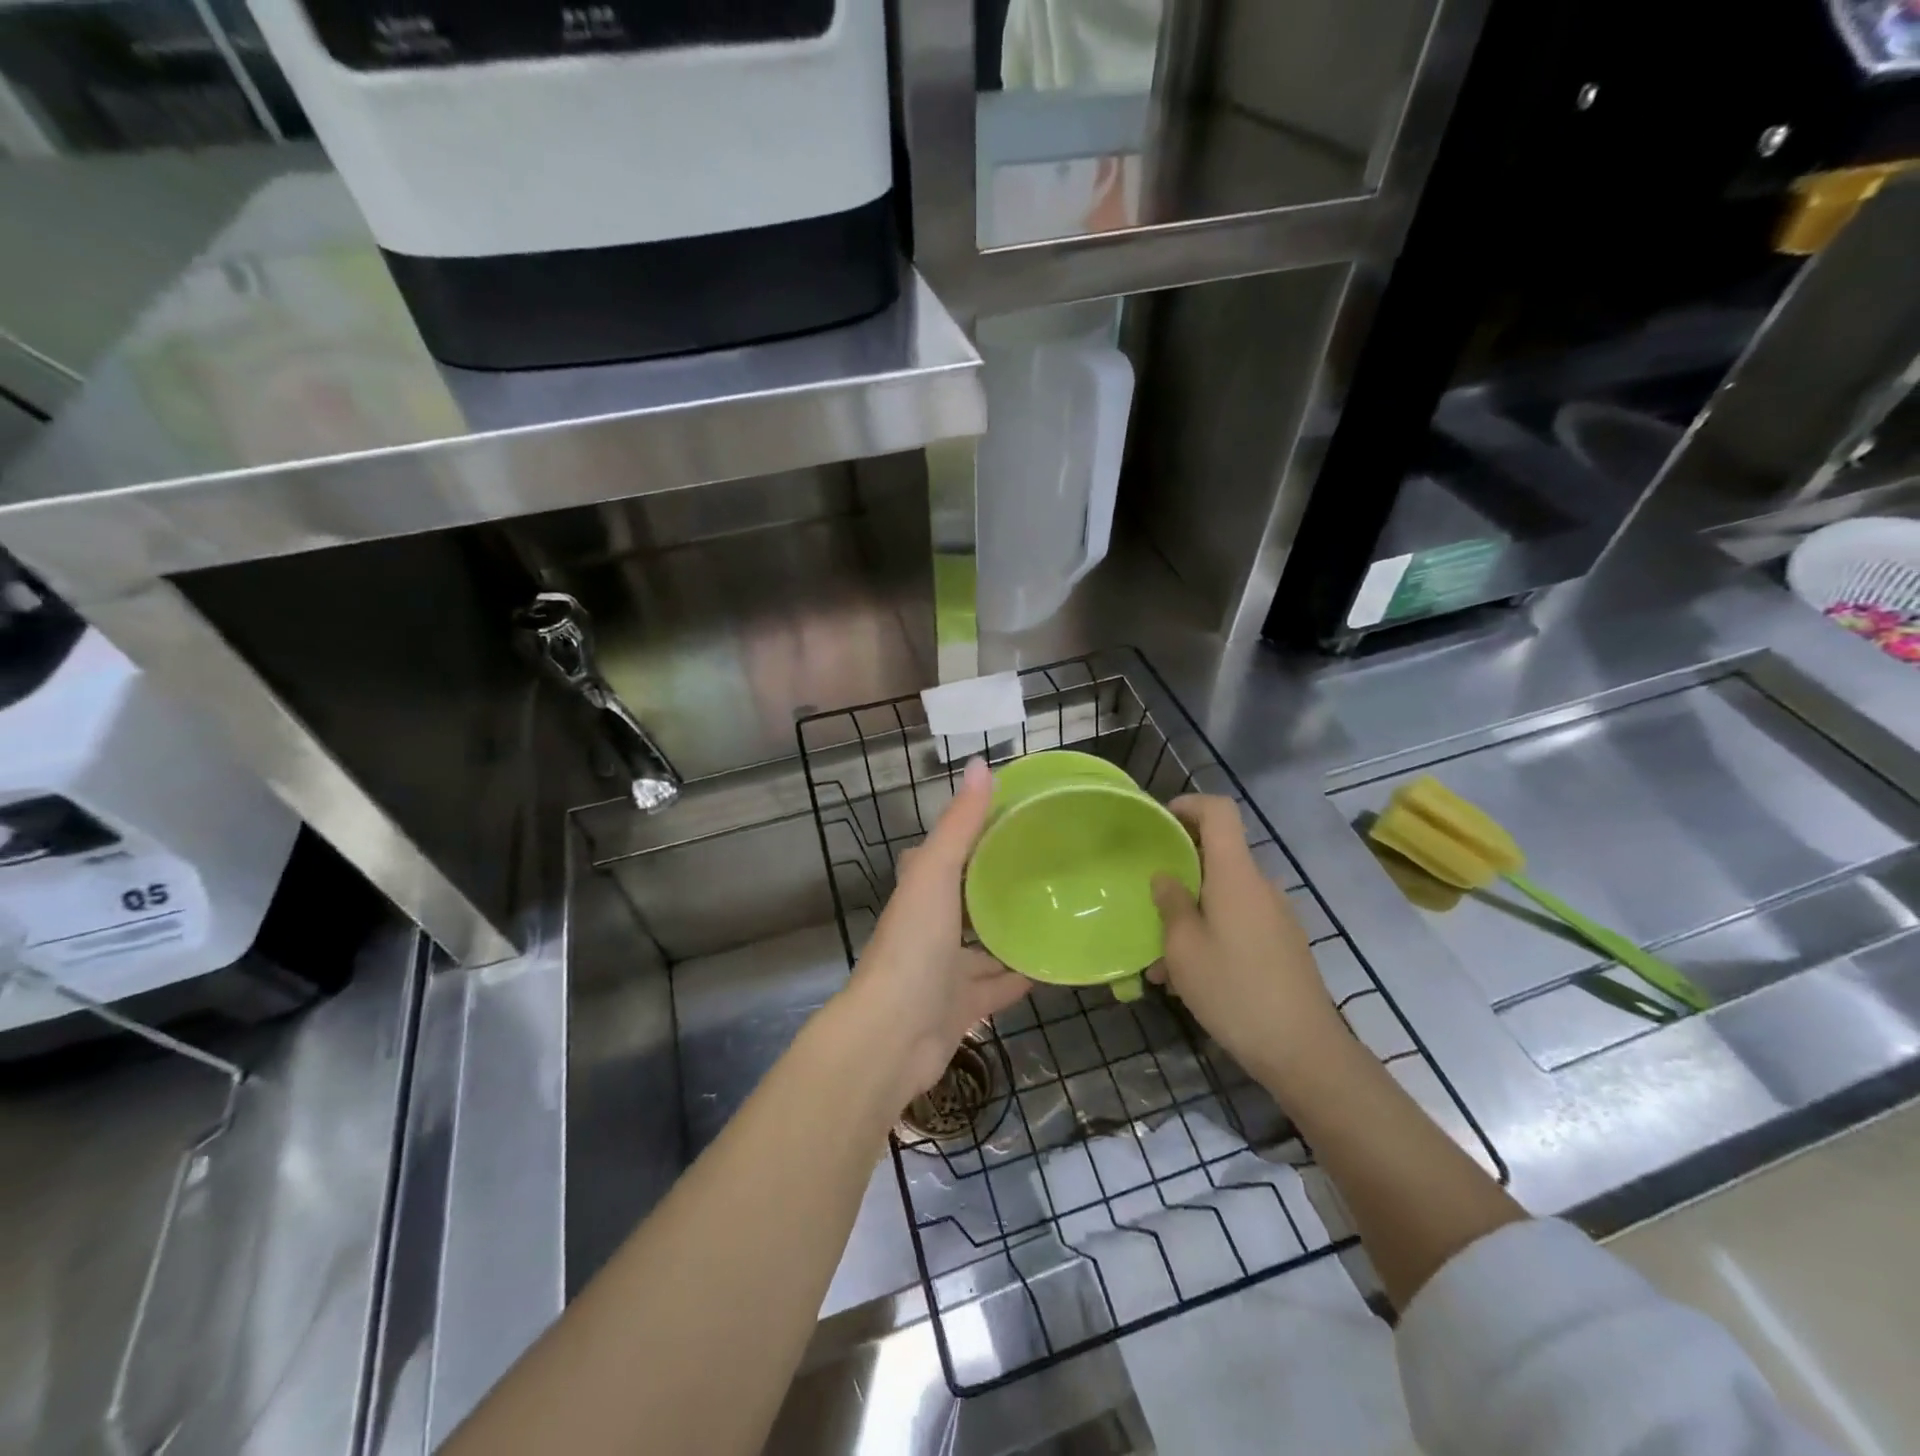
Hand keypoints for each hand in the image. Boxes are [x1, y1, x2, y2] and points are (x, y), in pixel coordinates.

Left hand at [842, 757, 1032, 1102]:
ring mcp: (945, 969)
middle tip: (1050, 866)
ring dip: (1014, 931)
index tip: (1018, 818)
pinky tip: (1056, 964)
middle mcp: (930, 926)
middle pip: (969, 898)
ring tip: (1060, 910)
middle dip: (1000, 885)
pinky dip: (1023, 976)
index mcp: (920, 890)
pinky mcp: (962, 1006)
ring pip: (986, 944)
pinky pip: (1000, 985)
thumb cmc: (912, 946)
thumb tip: (983, 765)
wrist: (892, 1038)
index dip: (976, 834)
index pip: (948, 852)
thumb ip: (959, 824)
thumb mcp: (936, 874)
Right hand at [1149, 795, 1345, 1085]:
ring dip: (1189, 916)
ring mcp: (1275, 916)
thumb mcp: (1184, 948)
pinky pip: (1237, 923)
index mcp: (1236, 875)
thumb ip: (1171, 903)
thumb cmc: (1234, 990)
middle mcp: (1260, 886)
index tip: (1159, 822)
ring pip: (1223, 897)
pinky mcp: (1282, 945)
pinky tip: (1188, 980)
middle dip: (1178, 874)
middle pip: (1217, 856)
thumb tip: (1165, 876)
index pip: (1220, 812)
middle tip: (1146, 904)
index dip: (1189, 805)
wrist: (1303, 1051)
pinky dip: (1209, 936)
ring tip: (1160, 963)